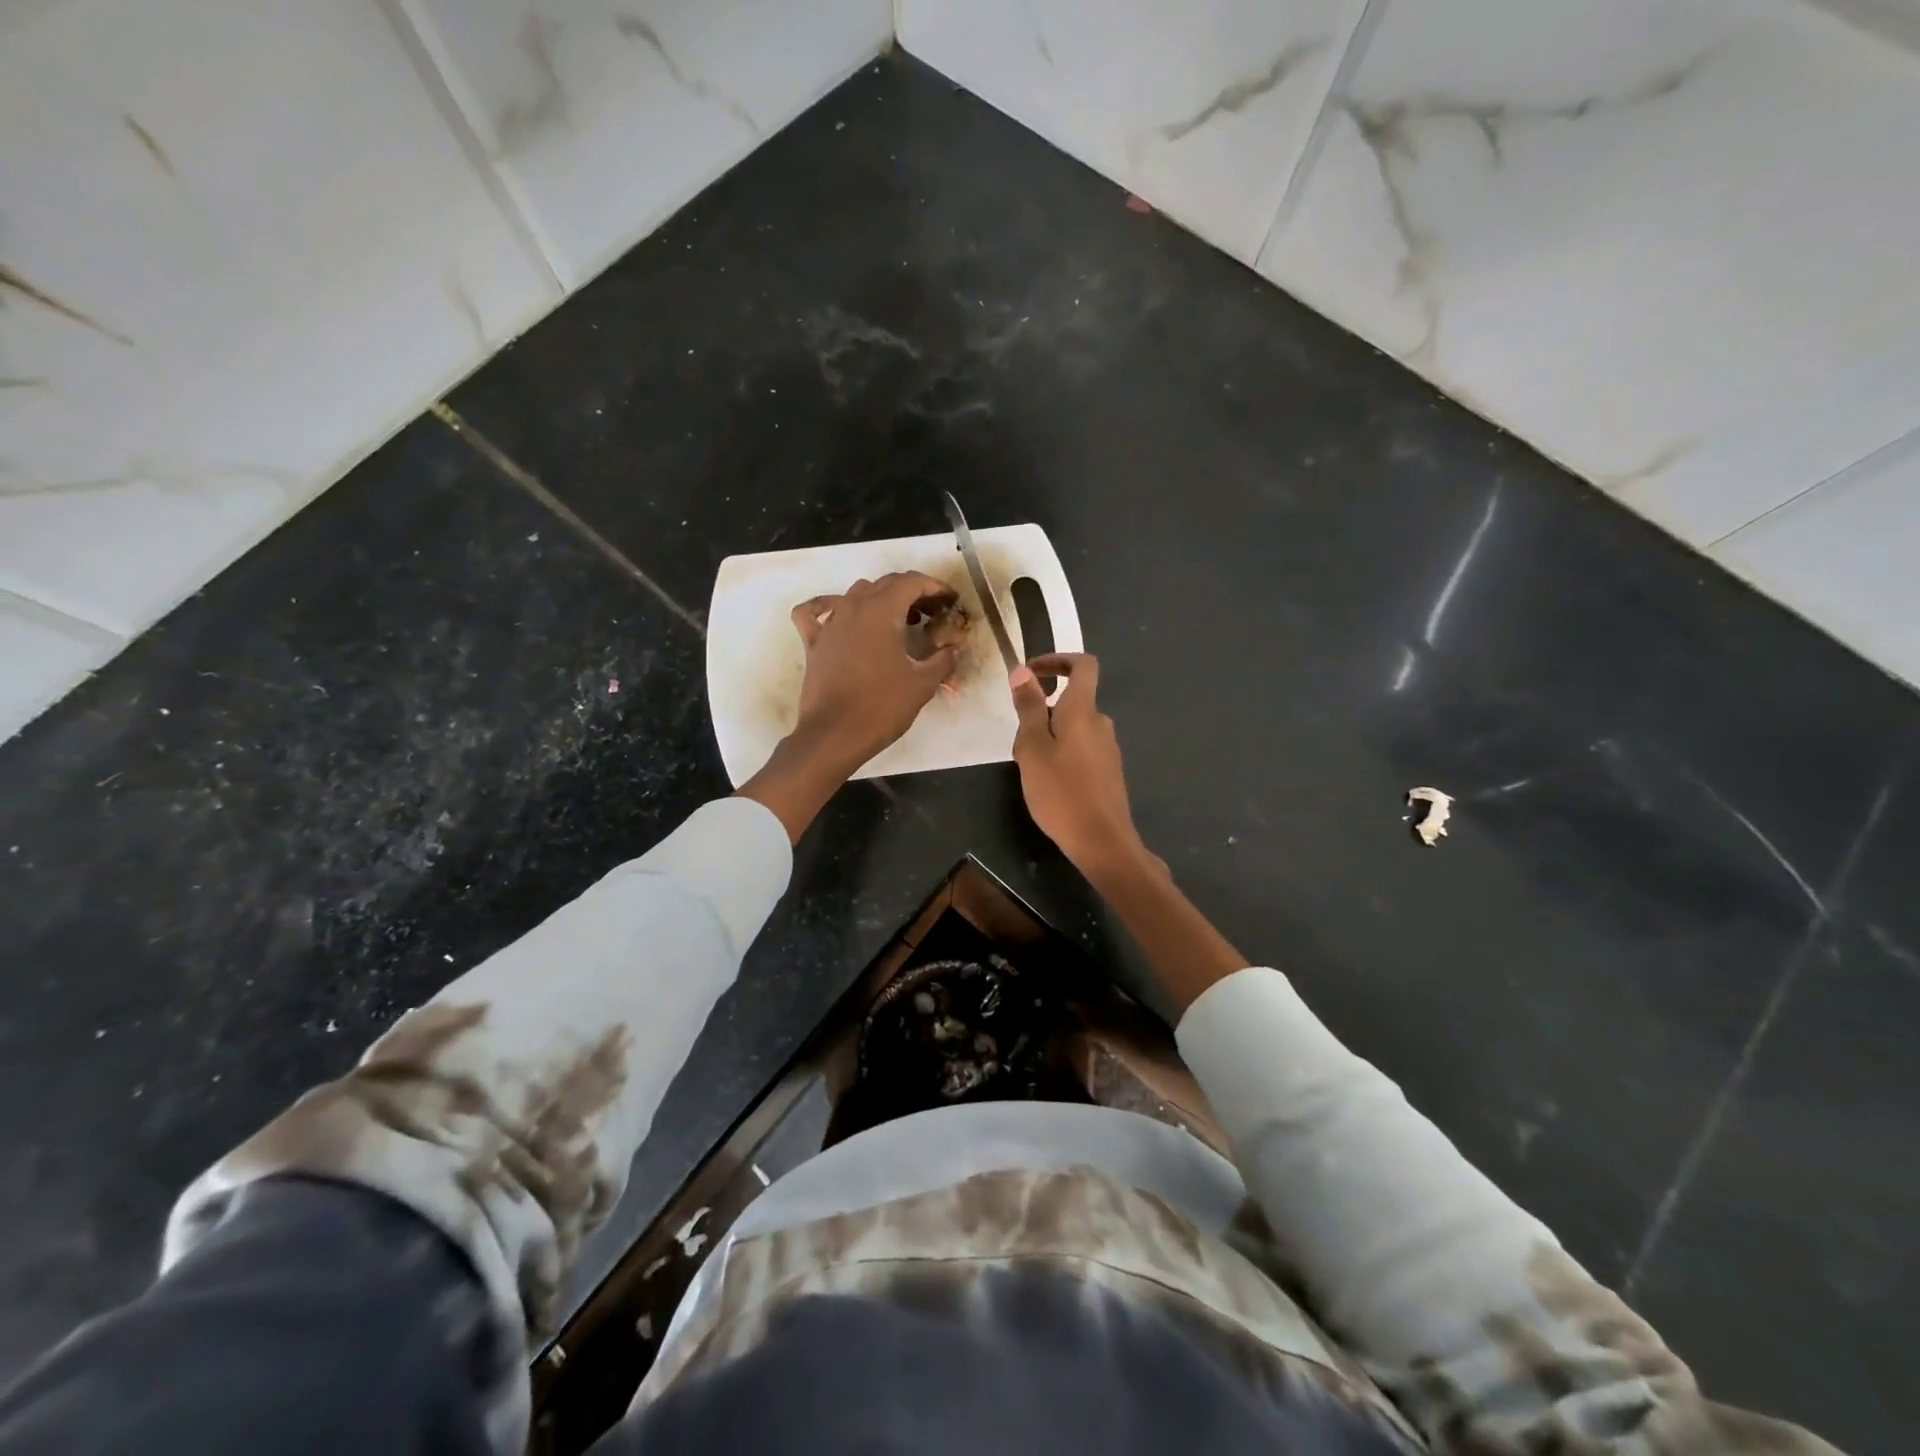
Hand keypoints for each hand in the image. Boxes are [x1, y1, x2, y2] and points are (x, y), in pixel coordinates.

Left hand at [790, 572, 960, 771]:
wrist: (834, 735)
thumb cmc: (882, 707)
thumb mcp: (923, 683)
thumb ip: (943, 658)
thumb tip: (953, 647)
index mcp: (881, 610)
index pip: (912, 582)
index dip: (935, 588)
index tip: (950, 602)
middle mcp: (853, 606)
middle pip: (886, 584)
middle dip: (912, 593)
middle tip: (932, 614)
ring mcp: (830, 623)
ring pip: (856, 593)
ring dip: (881, 599)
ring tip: (898, 621)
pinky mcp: (813, 642)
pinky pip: (815, 612)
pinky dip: (828, 607)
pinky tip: (840, 616)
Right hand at [1012, 652, 1242, 1007]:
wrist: (1102, 842)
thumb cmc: (1061, 792)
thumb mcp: (1032, 748)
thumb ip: (1029, 708)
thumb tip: (1024, 672)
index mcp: (1083, 710)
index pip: (1084, 665)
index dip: (1059, 659)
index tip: (1033, 671)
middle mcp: (1101, 723)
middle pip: (1074, 701)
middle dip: (1044, 710)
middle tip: (1020, 739)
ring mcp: (1108, 749)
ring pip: (1075, 728)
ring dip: (1051, 736)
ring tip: (1030, 766)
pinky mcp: (1109, 772)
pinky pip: (1082, 749)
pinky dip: (1063, 754)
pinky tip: (1049, 784)